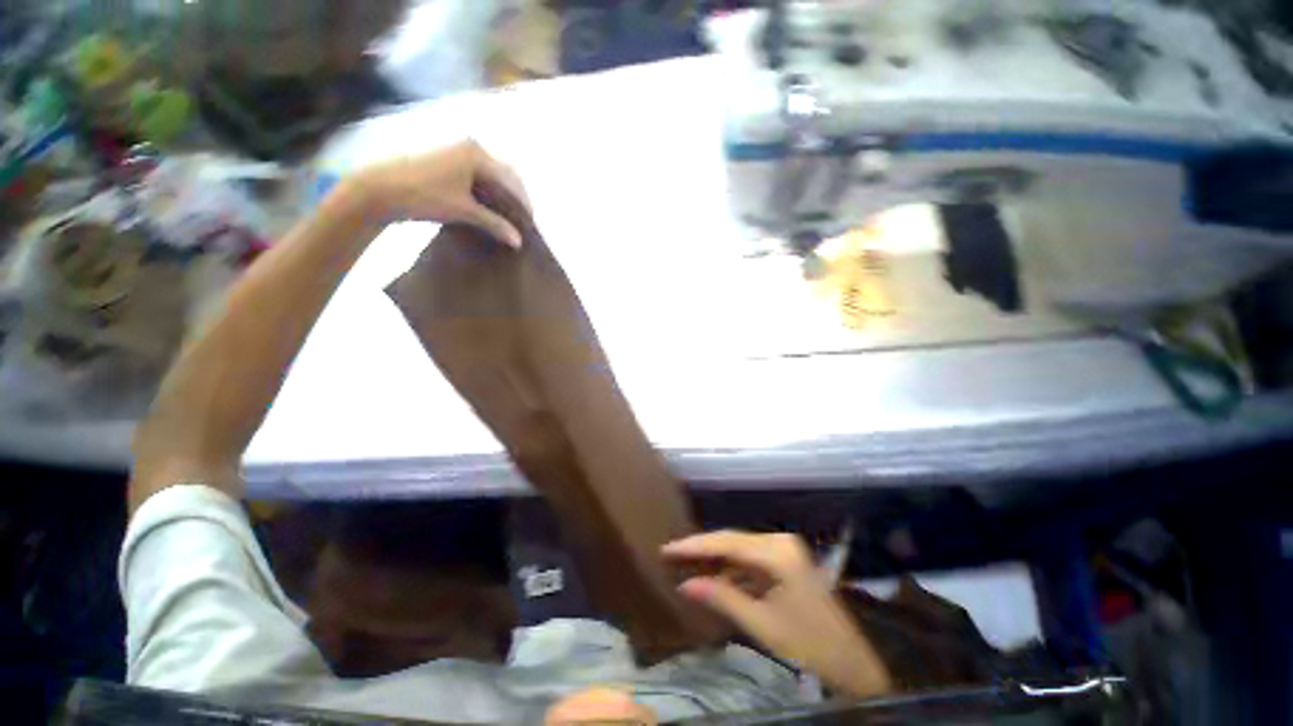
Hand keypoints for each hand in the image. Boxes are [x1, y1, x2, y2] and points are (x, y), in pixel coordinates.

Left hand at [352, 139, 527, 248]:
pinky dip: (488, 193)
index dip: (524, 202)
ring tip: (508, 219)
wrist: (380, 189)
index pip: (513, 179)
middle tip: (521, 222)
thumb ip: (494, 224)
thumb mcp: (464, 211)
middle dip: (515, 198)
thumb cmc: (424, 195)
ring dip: (502, 197)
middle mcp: (471, 147)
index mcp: (478, 153)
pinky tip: (490, 209)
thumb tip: (519, 241)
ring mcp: (458, 152)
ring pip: (491, 176)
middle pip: (504, 174)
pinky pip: (478, 176)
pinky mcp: (448, 161)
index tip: (530, 224)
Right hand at [662, 530, 890, 698]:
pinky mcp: (785, 562)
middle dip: (702, 549)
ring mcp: (784, 550)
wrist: (852, 663)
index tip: (667, 549)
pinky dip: (731, 569)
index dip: (695, 546)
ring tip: (684, 563)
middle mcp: (780, 541)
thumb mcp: (762, 623)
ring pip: (740, 549)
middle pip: (732, 540)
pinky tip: (712, 576)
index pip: (727, 542)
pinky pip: (751, 560)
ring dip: (714, 559)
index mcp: (777, 552)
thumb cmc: (808, 644)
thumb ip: (722, 598)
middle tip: (670, 554)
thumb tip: (684, 584)